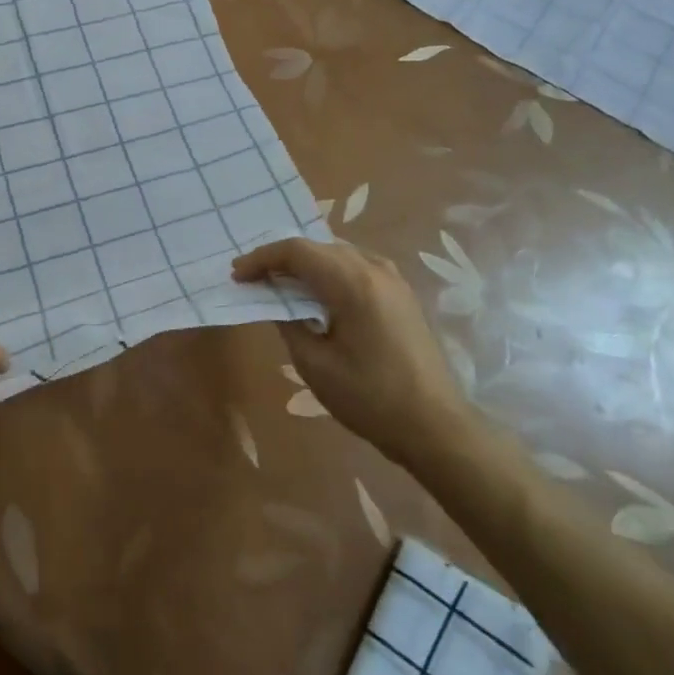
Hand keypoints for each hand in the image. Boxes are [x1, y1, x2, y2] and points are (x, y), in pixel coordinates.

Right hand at [233, 238, 471, 469]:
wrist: (436, 428)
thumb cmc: (370, 399)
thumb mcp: (314, 364)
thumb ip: (289, 322)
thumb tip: (276, 301)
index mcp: (352, 283)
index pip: (297, 251)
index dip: (261, 258)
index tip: (237, 276)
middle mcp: (375, 270)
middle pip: (318, 246)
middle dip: (281, 258)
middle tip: (253, 278)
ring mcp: (394, 280)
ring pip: (338, 253)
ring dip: (306, 262)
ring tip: (280, 282)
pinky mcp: (402, 295)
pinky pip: (357, 266)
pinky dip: (330, 270)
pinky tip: (319, 291)